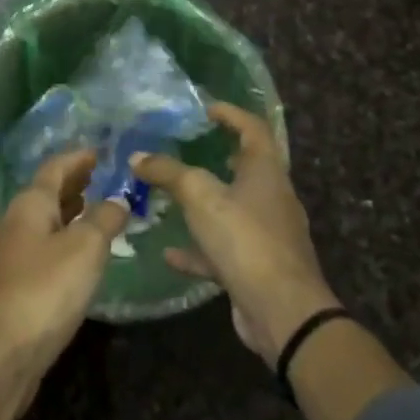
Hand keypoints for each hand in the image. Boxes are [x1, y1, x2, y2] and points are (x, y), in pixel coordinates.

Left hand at [0, 150, 128, 402]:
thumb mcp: (84, 250)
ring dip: (67, 214)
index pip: (54, 169)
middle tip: (99, 178)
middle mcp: (12, 224)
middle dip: (72, 185)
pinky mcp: (9, 288)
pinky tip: (76, 258)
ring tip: (93, 212)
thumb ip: (104, 221)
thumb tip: (118, 200)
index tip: (99, 152)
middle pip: (44, 195)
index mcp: (28, 206)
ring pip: (41, 224)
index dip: (77, 158)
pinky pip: (40, 251)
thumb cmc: (43, 291)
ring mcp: (7, 258)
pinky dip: (60, 242)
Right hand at [133, 102, 341, 364]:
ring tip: (172, 198)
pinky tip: (169, 252)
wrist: (282, 310)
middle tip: (187, 149)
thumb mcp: (200, 196)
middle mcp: (272, 198)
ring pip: (232, 210)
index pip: (254, 129)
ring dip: (204, 204)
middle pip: (247, 169)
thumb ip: (168, 172)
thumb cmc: (245, 238)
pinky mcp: (257, 267)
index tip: (206, 108)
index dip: (232, 114)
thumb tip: (138, 156)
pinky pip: (224, 249)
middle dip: (218, 158)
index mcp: (266, 172)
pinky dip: (198, 248)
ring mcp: (267, 235)